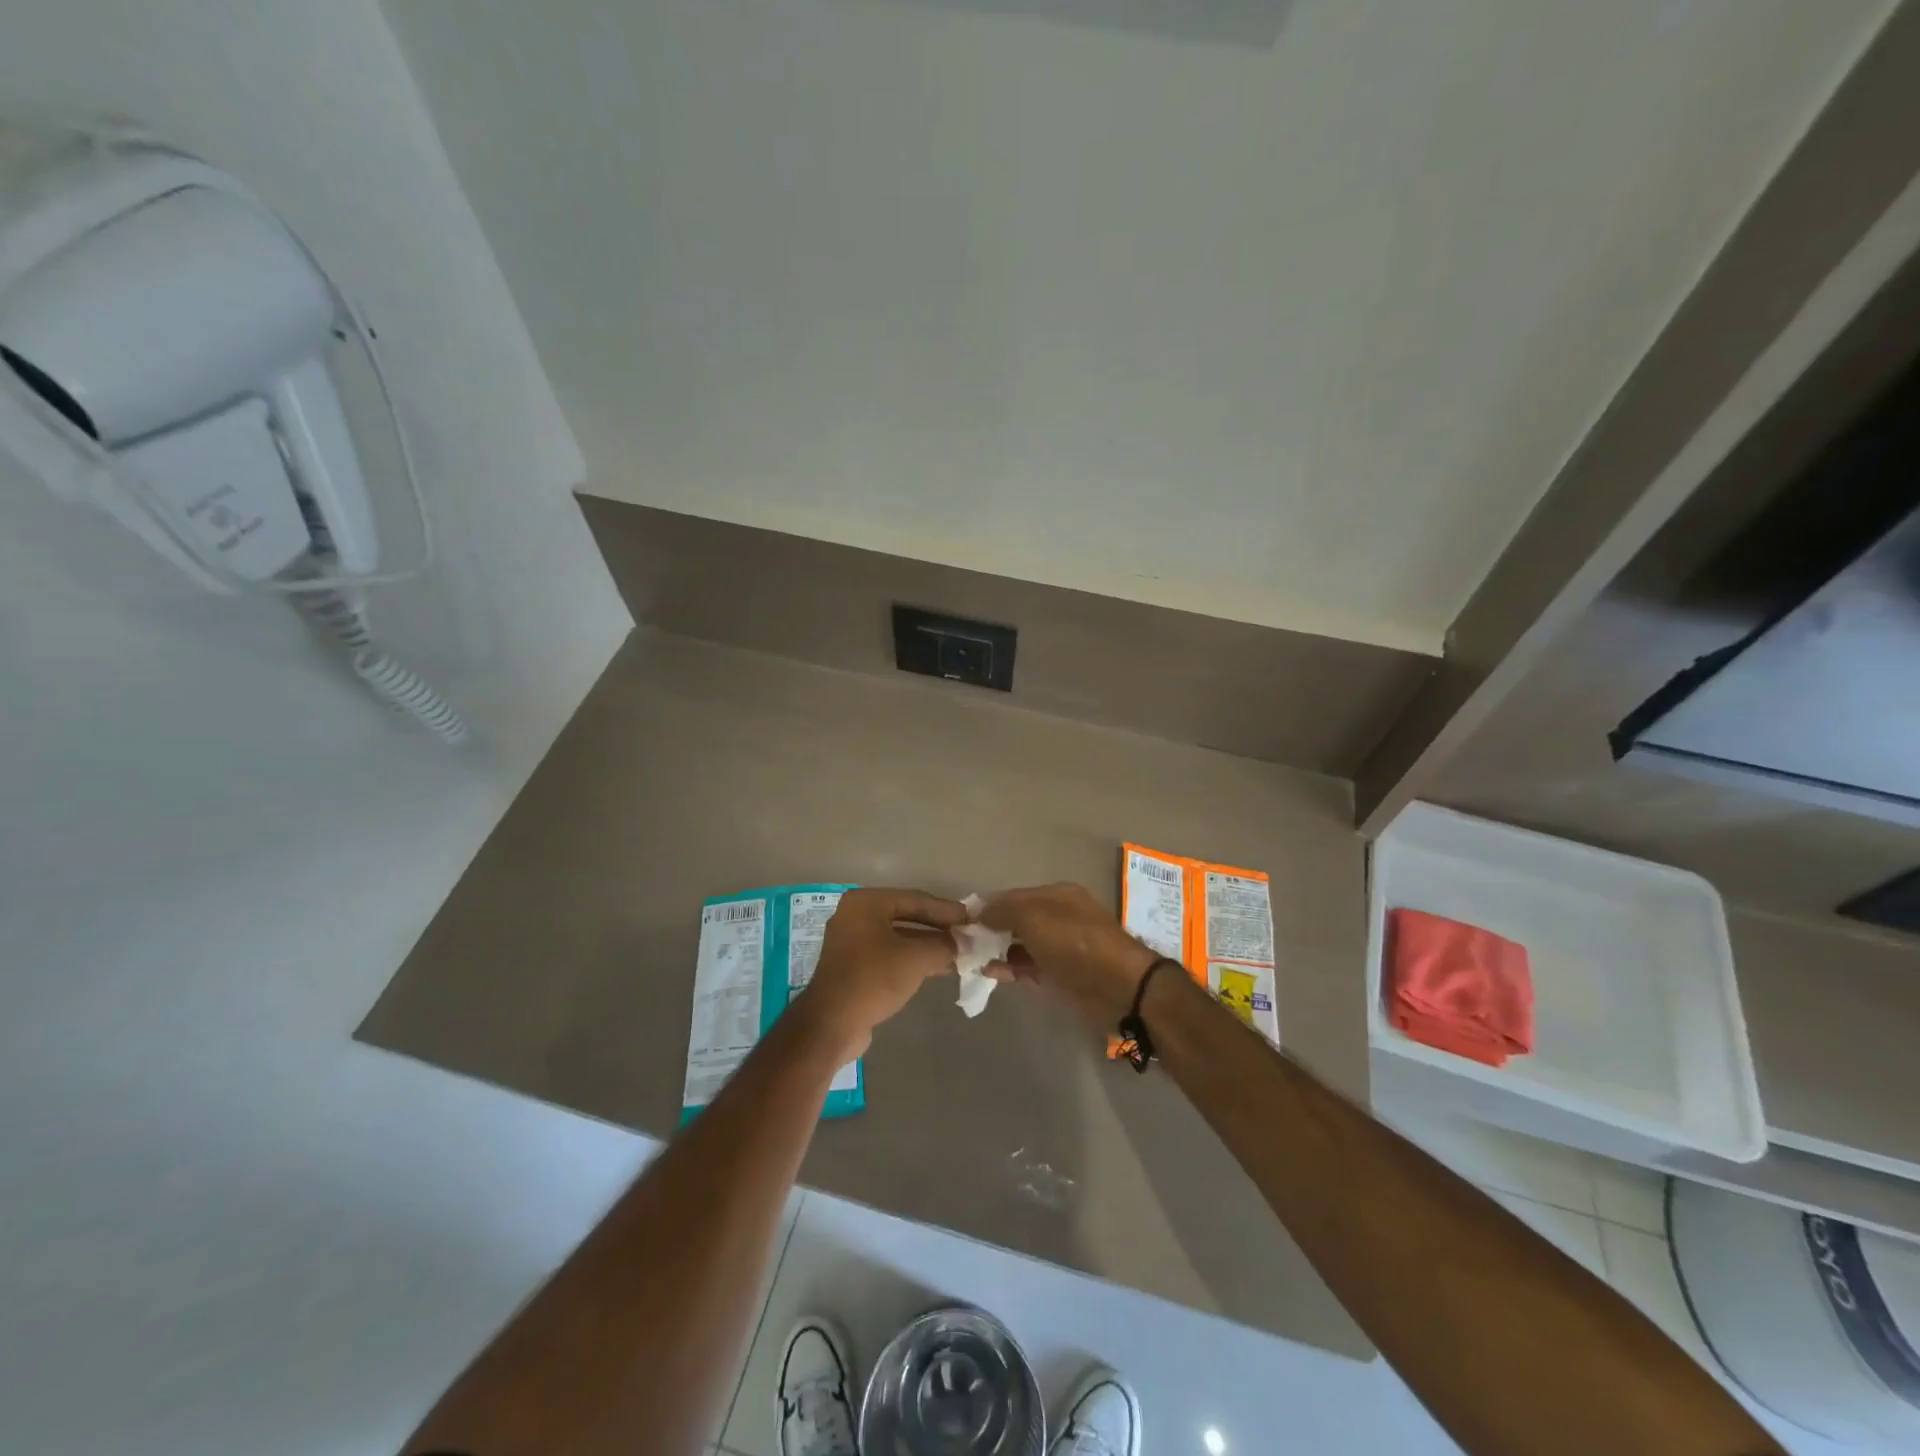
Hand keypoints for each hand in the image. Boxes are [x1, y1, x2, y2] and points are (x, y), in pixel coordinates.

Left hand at [793, 888, 966, 1060]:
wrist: (832, 1024)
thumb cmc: (874, 978)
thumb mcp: (916, 958)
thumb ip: (944, 945)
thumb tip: (963, 943)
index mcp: (866, 902)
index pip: (915, 899)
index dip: (946, 909)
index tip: (971, 918)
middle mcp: (856, 915)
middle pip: (907, 916)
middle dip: (938, 928)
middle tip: (967, 936)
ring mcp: (853, 942)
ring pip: (900, 938)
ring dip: (929, 946)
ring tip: (960, 954)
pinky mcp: (854, 966)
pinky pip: (890, 955)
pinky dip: (913, 959)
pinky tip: (939, 968)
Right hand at [980, 883, 1159, 1029]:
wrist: (1120, 987)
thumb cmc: (1075, 944)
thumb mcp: (1034, 918)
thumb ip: (1003, 912)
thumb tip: (978, 912)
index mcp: (1057, 895)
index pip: (1014, 896)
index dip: (988, 906)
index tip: (962, 921)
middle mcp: (1060, 916)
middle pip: (1017, 919)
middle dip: (991, 929)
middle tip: (963, 944)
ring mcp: (1062, 946)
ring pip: (1022, 944)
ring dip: (999, 950)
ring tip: (972, 960)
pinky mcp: (1063, 973)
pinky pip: (1031, 965)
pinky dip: (1012, 967)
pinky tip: (991, 973)